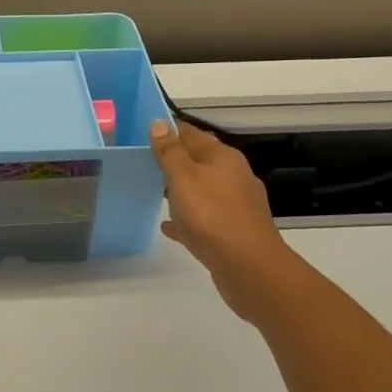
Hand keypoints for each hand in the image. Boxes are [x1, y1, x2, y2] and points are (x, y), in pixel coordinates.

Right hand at [149, 120, 290, 320]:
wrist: (249, 268)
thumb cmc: (212, 215)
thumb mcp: (183, 177)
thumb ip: (170, 151)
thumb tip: (159, 123)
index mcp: (223, 157)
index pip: (191, 133)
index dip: (168, 130)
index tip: (142, 133)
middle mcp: (233, 176)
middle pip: (198, 161)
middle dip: (173, 161)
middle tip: (142, 162)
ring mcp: (236, 205)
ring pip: (201, 190)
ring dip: (180, 190)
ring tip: (152, 192)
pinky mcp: (234, 231)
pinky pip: (204, 218)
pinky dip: (187, 218)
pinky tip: (168, 226)